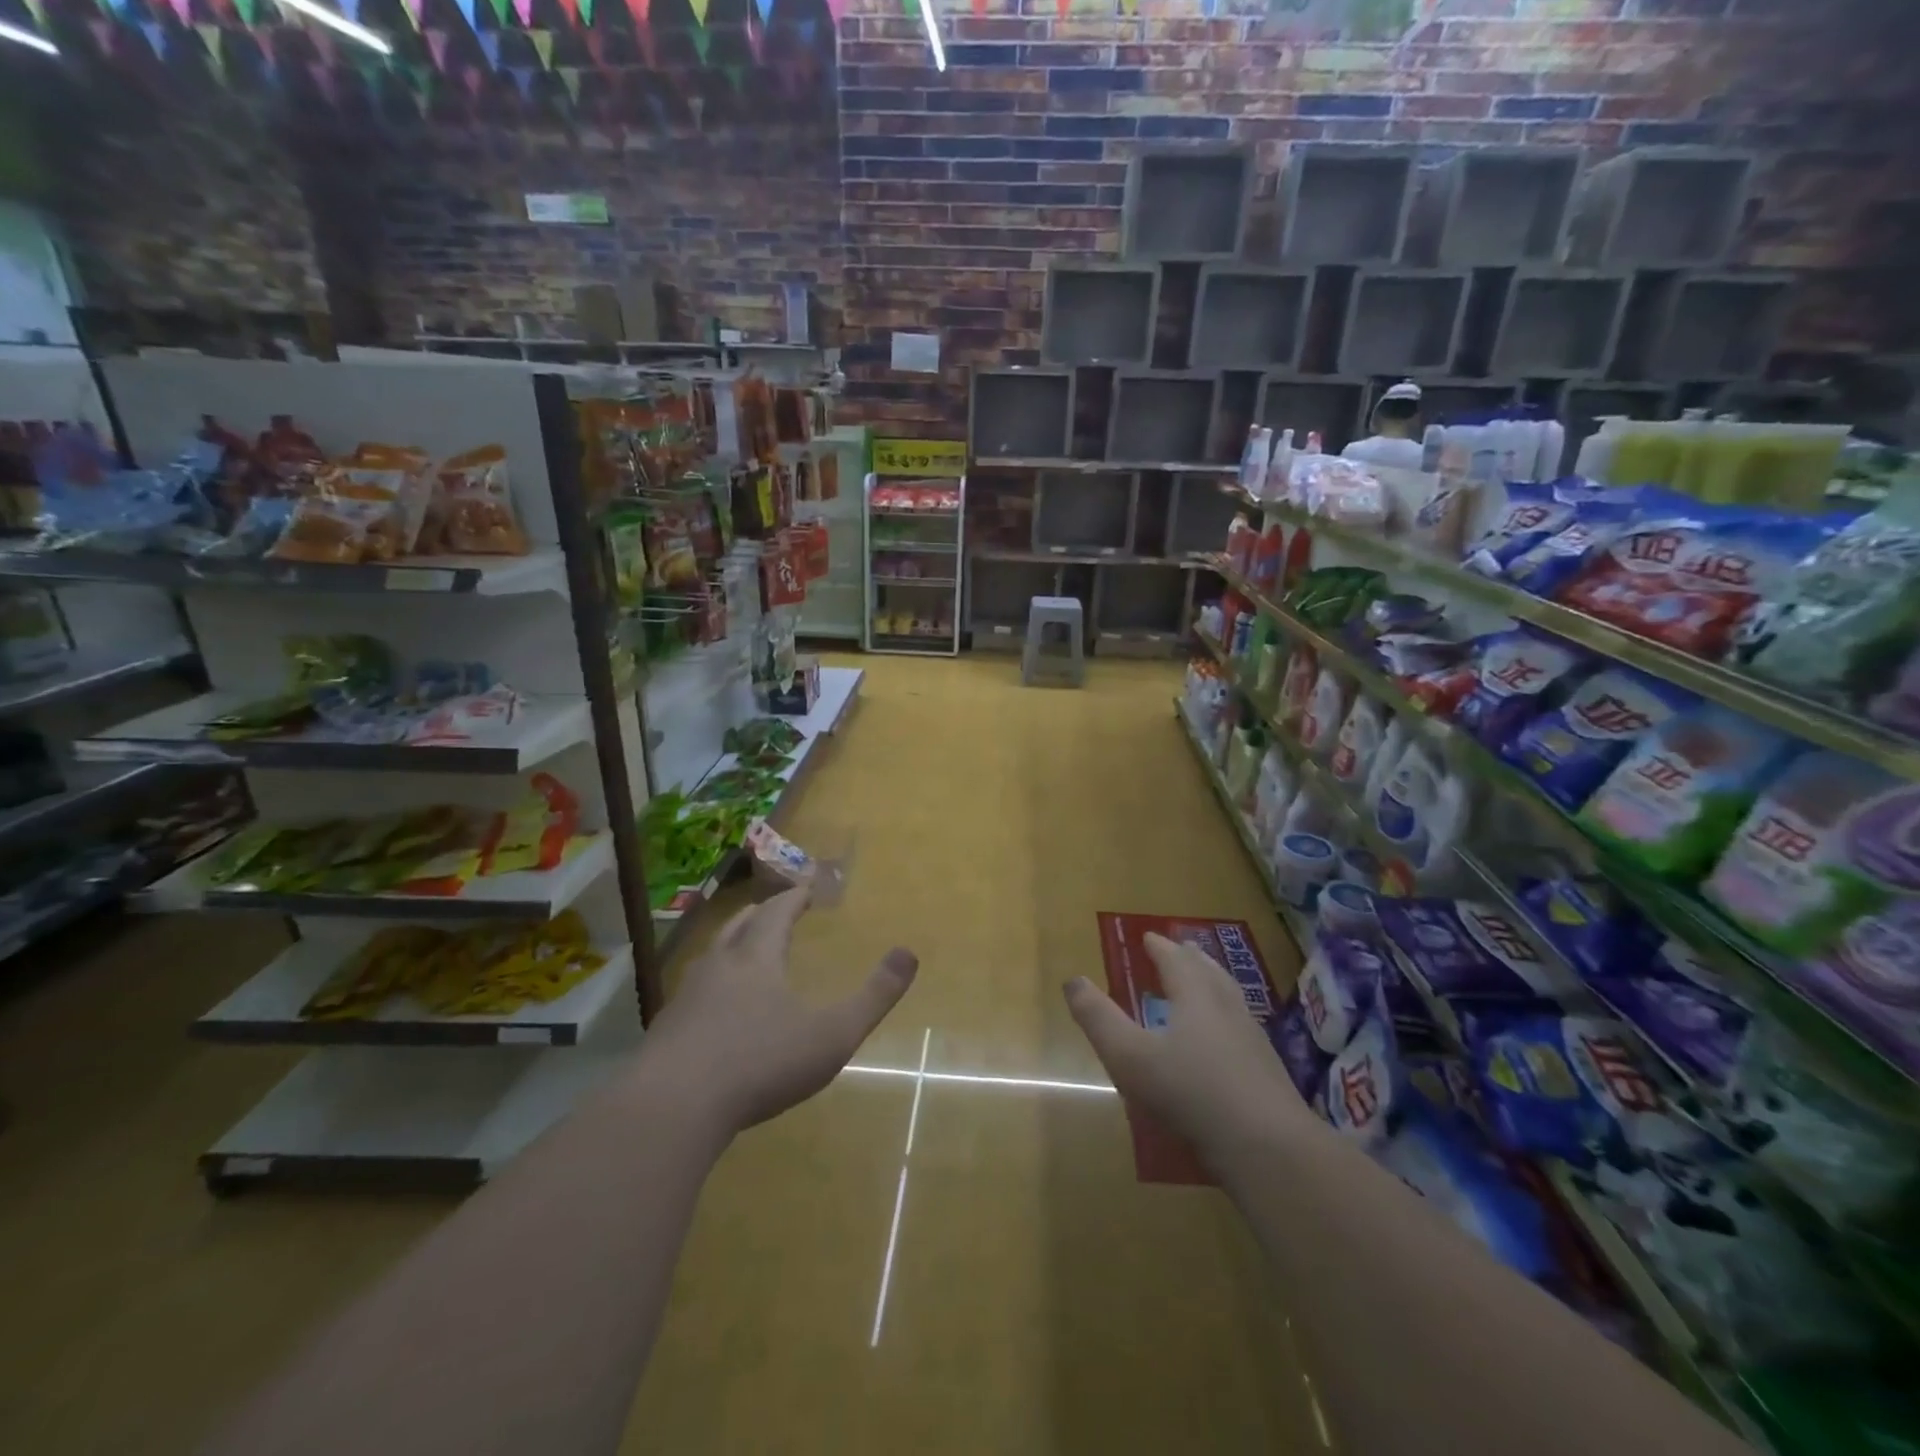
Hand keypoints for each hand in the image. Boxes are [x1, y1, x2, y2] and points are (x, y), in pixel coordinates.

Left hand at [641, 886, 917, 1136]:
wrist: (672, 1109)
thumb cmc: (760, 1063)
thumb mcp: (832, 1034)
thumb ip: (874, 996)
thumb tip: (909, 953)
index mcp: (757, 958)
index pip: (777, 912)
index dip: (795, 898)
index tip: (807, 889)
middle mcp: (719, 966)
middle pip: (739, 926)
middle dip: (761, 915)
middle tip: (775, 910)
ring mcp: (686, 997)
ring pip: (711, 956)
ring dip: (731, 945)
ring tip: (743, 952)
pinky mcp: (665, 1030)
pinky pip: (693, 992)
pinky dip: (711, 985)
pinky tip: (714, 1010)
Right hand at [1064, 932, 1303, 1159]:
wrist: (1268, 1148)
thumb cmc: (1191, 1093)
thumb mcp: (1130, 1057)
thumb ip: (1099, 1018)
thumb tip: (1073, 980)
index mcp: (1195, 997)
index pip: (1176, 960)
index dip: (1160, 948)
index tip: (1149, 937)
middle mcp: (1227, 1008)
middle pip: (1209, 972)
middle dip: (1191, 959)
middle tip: (1182, 949)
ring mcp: (1253, 1040)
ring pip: (1231, 998)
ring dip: (1214, 983)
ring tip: (1205, 982)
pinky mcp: (1268, 1072)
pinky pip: (1242, 1028)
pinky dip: (1227, 1018)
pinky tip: (1225, 1041)